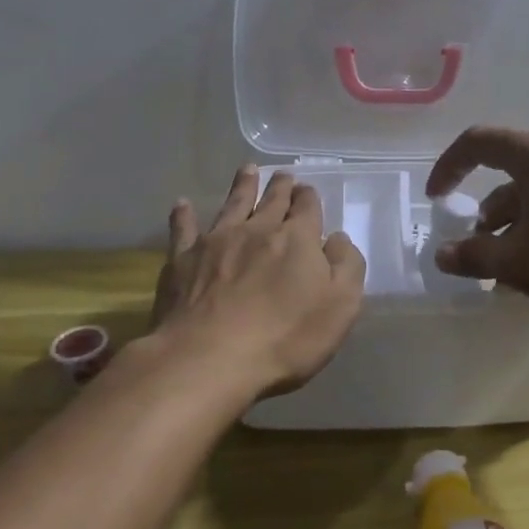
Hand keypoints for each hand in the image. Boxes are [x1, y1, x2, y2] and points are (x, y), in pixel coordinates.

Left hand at [151, 166, 367, 396]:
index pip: (307, 208)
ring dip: (242, 186)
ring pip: (232, 204)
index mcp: (297, 239)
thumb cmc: (285, 337)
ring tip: (247, 170)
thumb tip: (338, 238)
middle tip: (283, 175)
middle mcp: (257, 230)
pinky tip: (182, 205)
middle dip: (280, 186)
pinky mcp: (182, 260)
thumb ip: (346, 266)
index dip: (309, 198)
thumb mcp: (340, 306)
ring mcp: (216, 241)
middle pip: (272, 201)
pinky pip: (183, 230)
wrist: (209, 359)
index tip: (307, 191)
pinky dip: (183, 216)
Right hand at [425, 128, 528, 319]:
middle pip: (505, 170)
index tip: (435, 200)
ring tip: (500, 267)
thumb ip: (471, 256)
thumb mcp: (515, 262)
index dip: (448, 167)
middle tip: (471, 242)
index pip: (477, 142)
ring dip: (507, 224)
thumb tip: (441, 255)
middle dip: (481, 208)